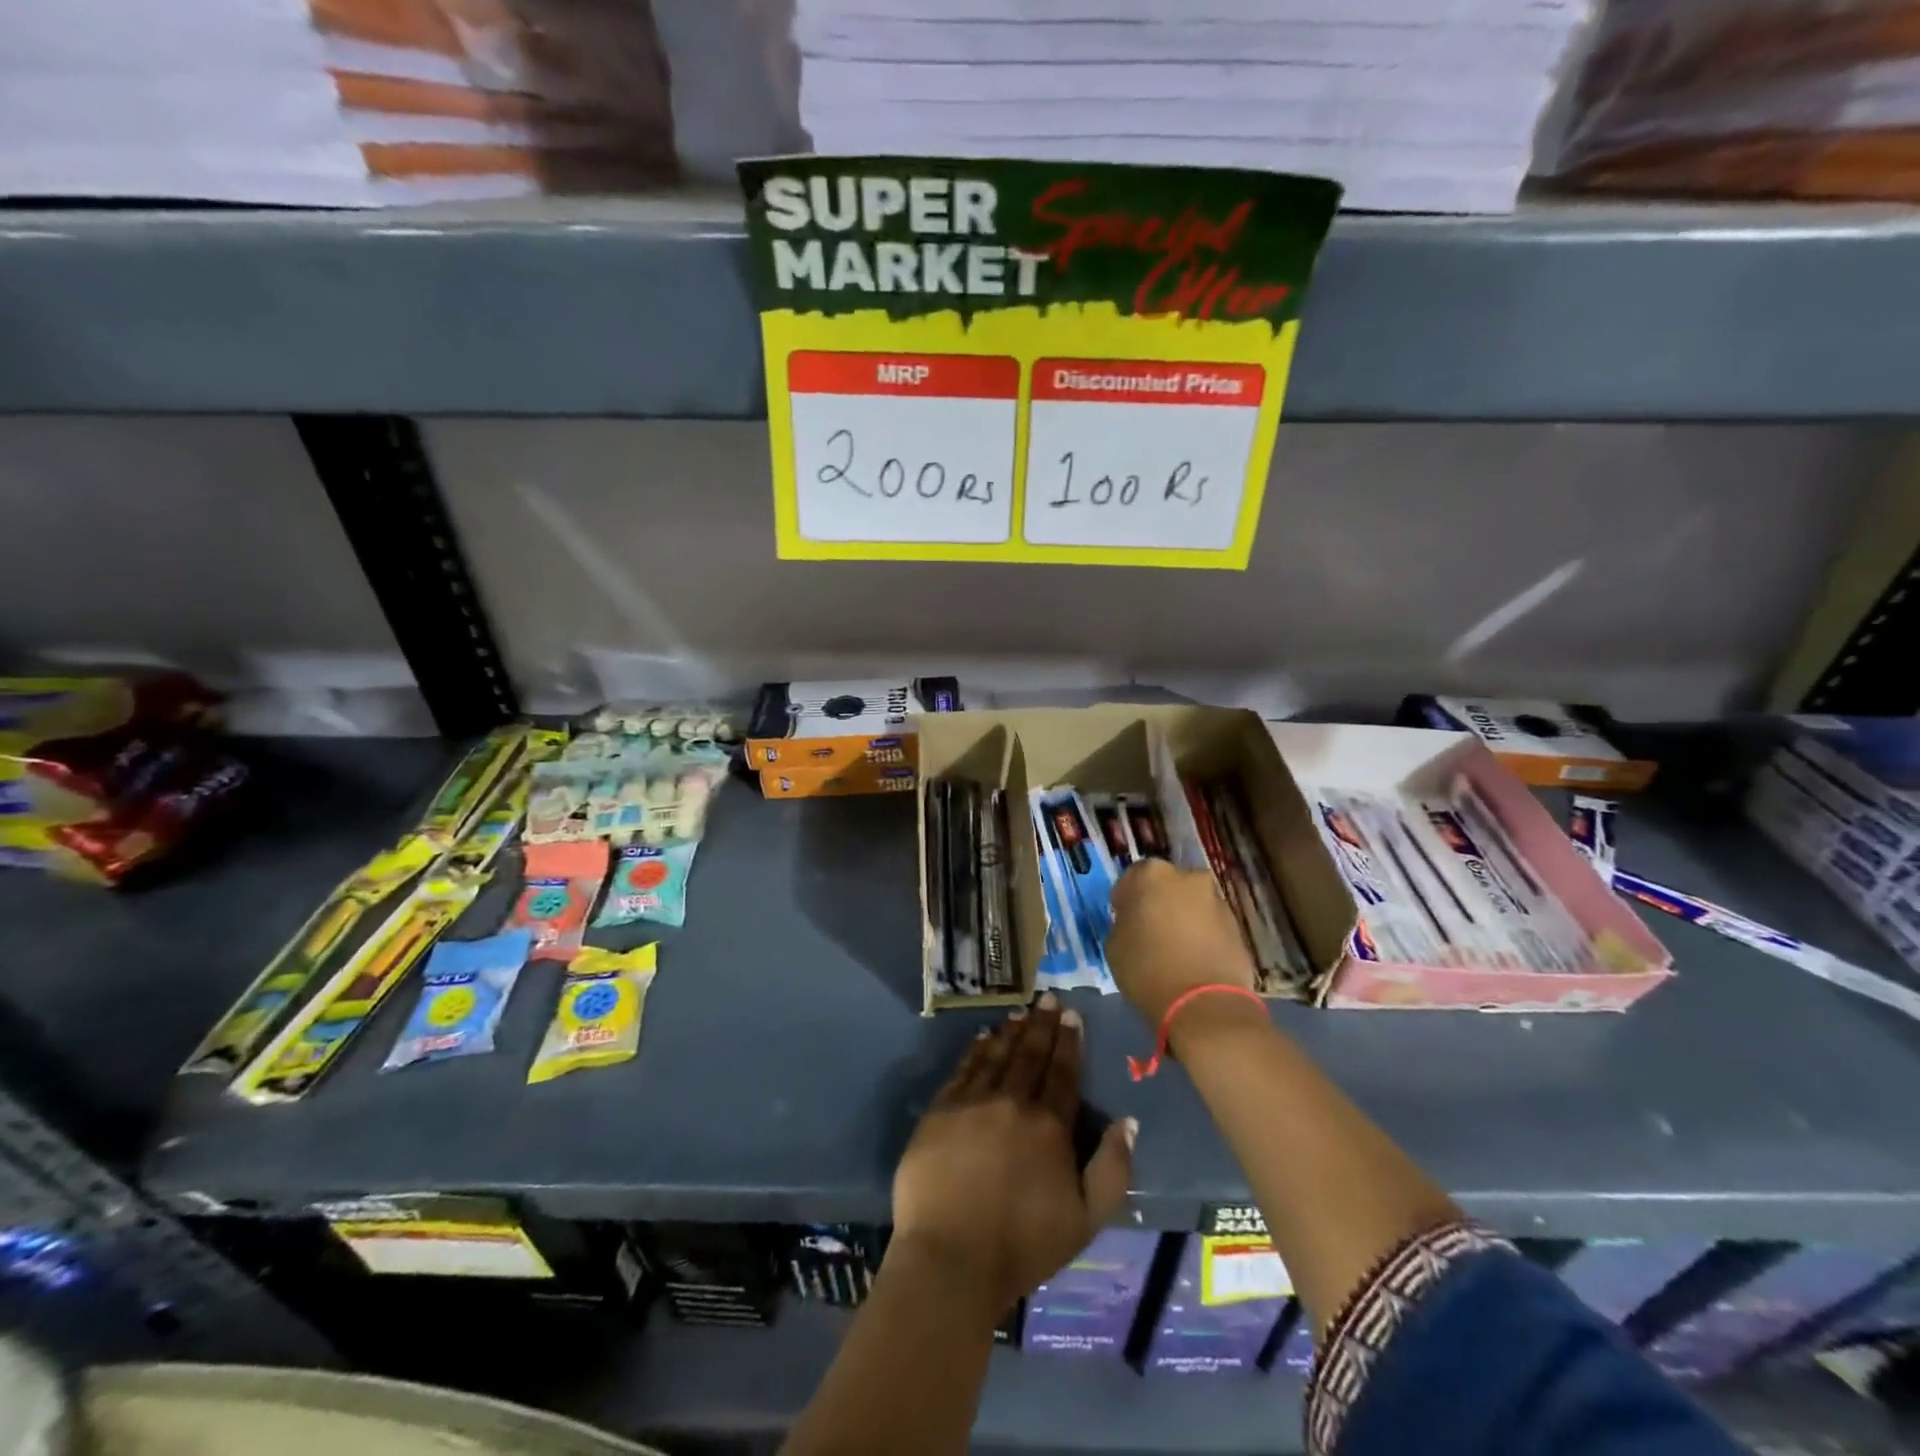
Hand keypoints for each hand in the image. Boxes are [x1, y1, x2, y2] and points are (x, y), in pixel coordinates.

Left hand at [893, 994, 1135, 1315]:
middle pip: (1031, 1054)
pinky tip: (983, 1036)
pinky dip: (976, 1049)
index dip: (1069, 1041)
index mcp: (1050, 1125)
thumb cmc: (1024, 1246)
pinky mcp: (941, 1110)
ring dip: (1011, 1031)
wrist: (951, 1258)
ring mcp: (973, 1102)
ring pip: (997, 1054)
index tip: (1072, 1014)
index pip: (1063, 1072)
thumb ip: (1113, 1168)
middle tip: (1047, 998)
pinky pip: (963, 1068)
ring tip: (1020, 1011)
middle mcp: (1013, 1102)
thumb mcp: (1086, 1219)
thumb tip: (1128, 1121)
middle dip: (1042, 1024)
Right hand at [1107, 858, 1257, 1026]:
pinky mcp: (1238, 928)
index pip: (1133, 877)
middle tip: (1149, 930)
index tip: (1122, 917)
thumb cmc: (1147, 968)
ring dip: (1183, 919)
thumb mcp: (1114, 944)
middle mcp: (1189, 878)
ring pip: (1193, 905)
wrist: (1204, 1004)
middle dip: (1159, 903)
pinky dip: (1202, 937)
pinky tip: (1193, 961)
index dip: (1126, 898)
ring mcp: (1218, 901)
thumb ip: (1124, 922)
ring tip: (1174, 950)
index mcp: (1153, 874)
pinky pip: (1211, 926)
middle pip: (1168, 886)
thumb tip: (1135, 922)